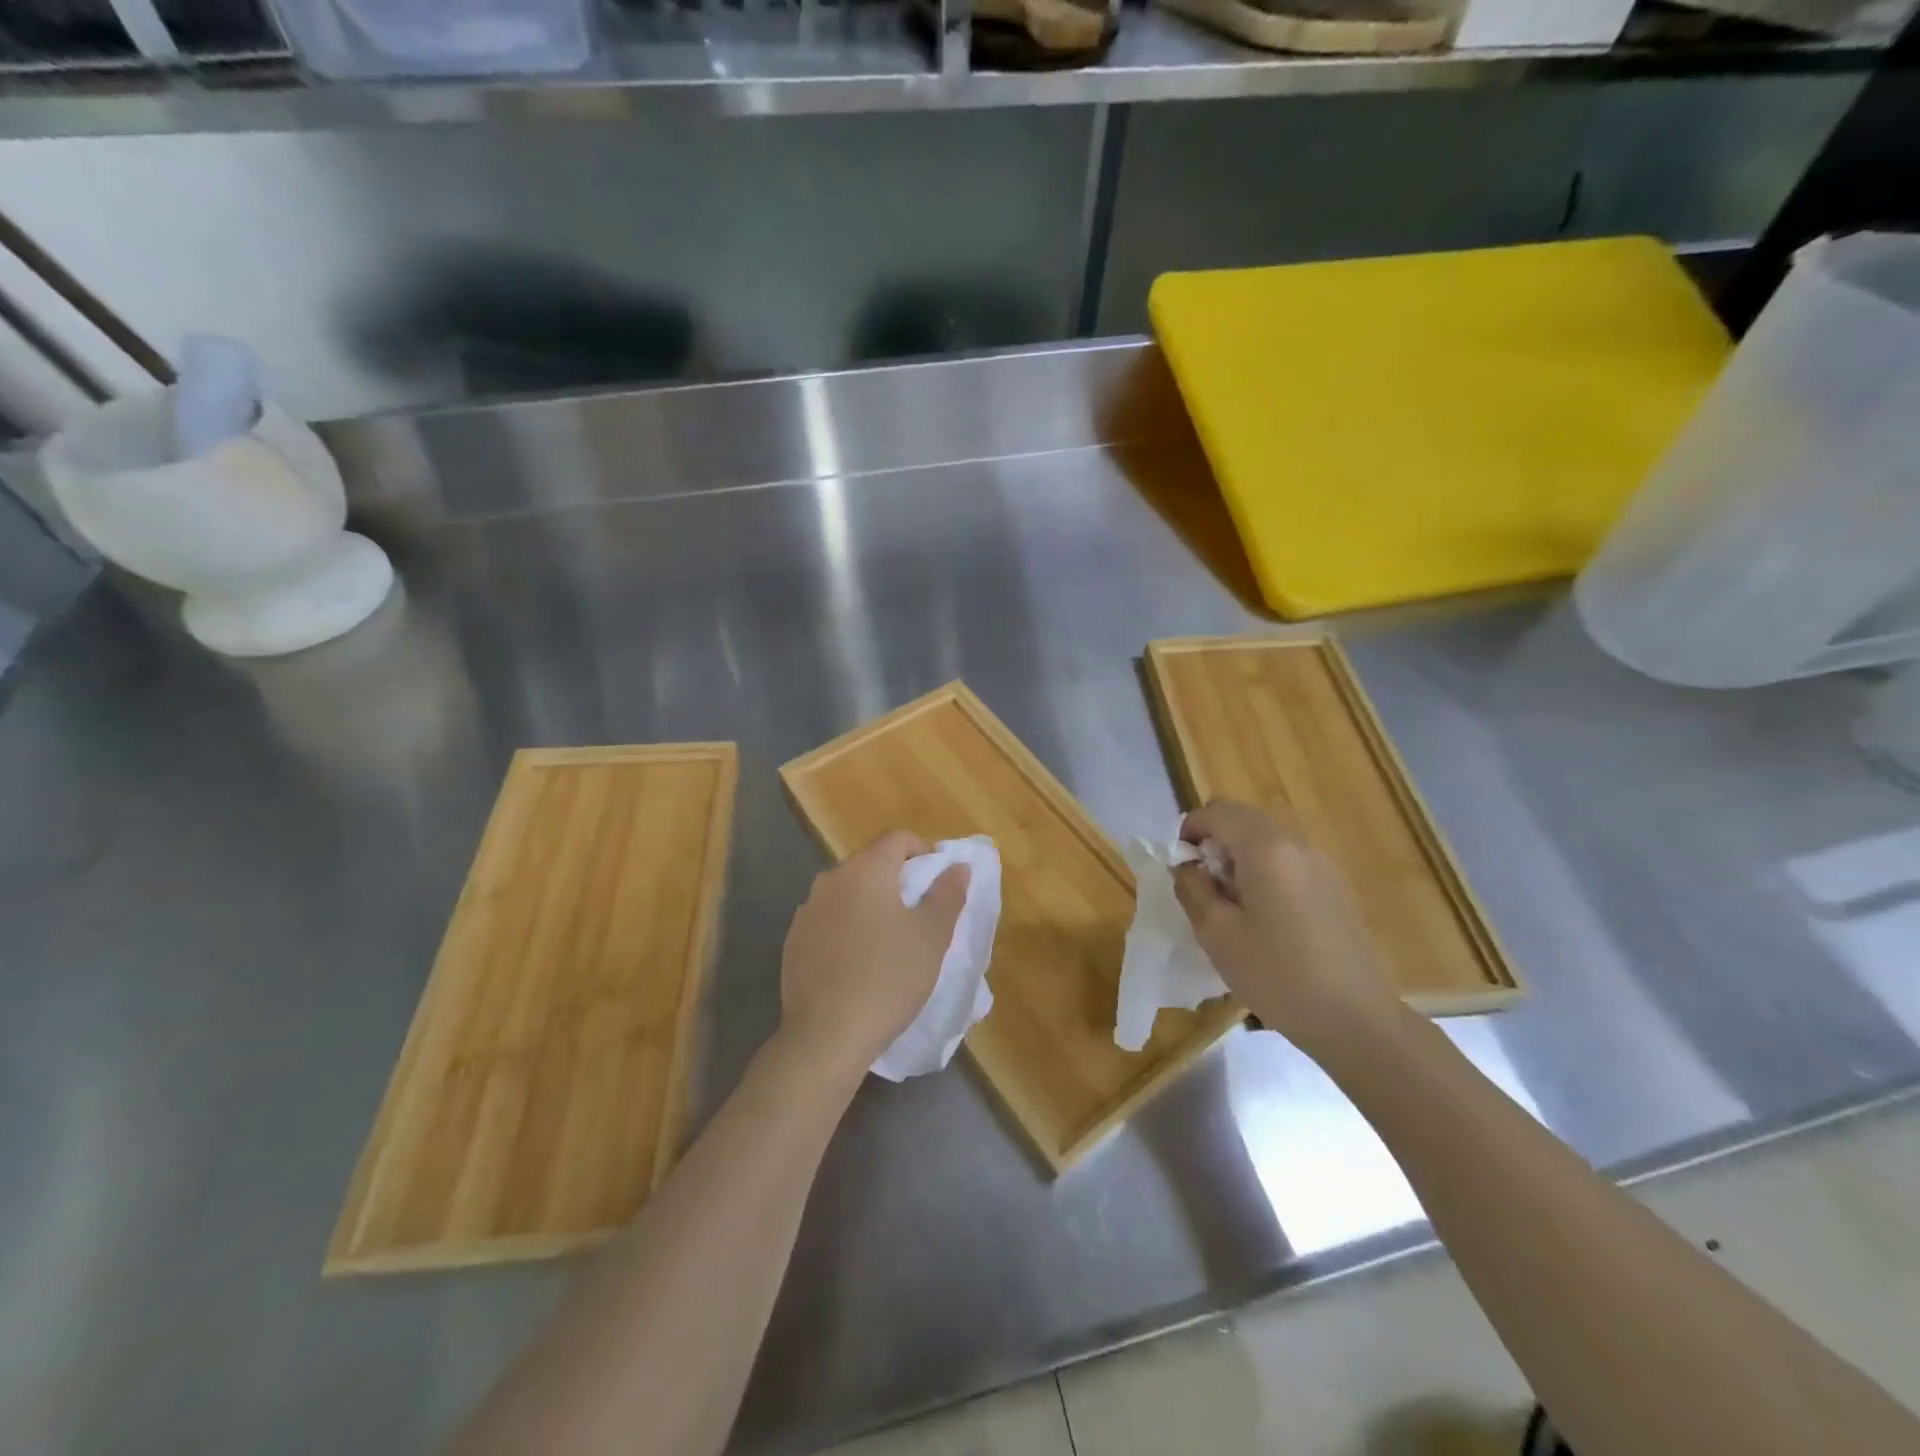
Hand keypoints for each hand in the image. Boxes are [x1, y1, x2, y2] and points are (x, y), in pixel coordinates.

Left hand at [779, 830, 969, 1083]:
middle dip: (897, 878)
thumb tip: (957, 866)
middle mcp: (831, 879)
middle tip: (919, 912)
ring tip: (889, 939)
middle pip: (870, 862)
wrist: (826, 1035)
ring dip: (871, 902)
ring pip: (848, 891)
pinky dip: (847, 926)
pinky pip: (828, 918)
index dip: (923, 851)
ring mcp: (807, 910)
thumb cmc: (889, 978)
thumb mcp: (932, 936)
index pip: (897, 838)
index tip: (937, 881)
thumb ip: (948, 893)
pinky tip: (858, 961)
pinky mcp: (793, 940)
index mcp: (865, 870)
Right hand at [1172, 800, 1400, 1055]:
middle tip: (1203, 886)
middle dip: (1215, 841)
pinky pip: (1290, 861)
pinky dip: (1266, 871)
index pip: (1217, 812)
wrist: (1355, 1020)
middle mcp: (1297, 845)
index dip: (1190, 830)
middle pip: (1245, 819)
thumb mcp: (1216, 933)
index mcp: (1266, 849)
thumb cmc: (1277, 975)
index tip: (1181, 867)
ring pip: (1268, 839)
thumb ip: (1192, 887)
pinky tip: (1267, 918)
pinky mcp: (1336, 887)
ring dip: (1240, 857)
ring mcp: (1323, 864)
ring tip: (1233, 905)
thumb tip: (1189, 865)